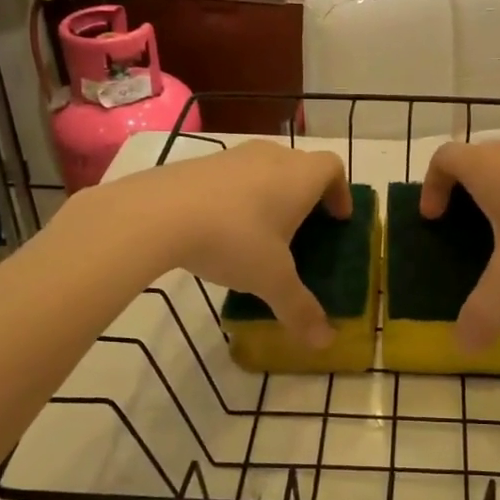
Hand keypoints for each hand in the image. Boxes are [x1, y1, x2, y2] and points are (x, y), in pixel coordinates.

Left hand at [88, 141, 352, 347]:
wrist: (159, 213)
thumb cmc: (234, 239)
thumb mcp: (271, 280)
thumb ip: (300, 309)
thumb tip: (325, 342)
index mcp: (300, 177)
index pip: (333, 168)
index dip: (340, 192)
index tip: (337, 219)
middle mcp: (271, 157)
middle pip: (299, 166)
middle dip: (305, 196)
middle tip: (302, 229)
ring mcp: (232, 156)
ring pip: (264, 170)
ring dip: (269, 194)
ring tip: (260, 232)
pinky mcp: (198, 164)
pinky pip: (231, 177)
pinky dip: (236, 197)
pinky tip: (221, 230)